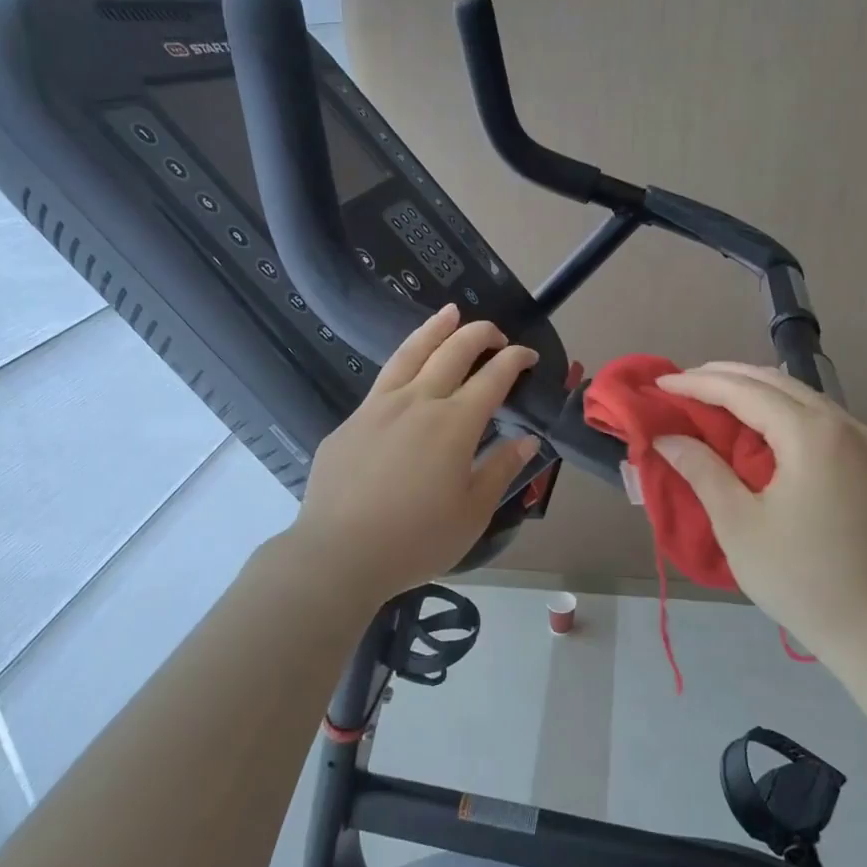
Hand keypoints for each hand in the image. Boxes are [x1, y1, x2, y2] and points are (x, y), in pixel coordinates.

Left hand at [284, 303, 539, 602]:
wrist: (339, 554)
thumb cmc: (416, 539)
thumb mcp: (472, 512)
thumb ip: (500, 470)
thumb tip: (527, 440)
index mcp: (454, 423)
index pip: (492, 377)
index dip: (514, 360)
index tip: (527, 355)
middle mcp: (418, 402)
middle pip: (452, 352)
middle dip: (479, 334)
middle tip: (496, 332)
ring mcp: (378, 407)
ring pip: (410, 353)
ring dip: (435, 329)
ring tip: (450, 312)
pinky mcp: (351, 422)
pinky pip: (383, 382)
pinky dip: (403, 364)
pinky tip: (406, 373)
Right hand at [652, 363, 866, 643]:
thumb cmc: (800, 576)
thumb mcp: (738, 523)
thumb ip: (702, 470)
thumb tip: (667, 437)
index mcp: (811, 434)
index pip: (744, 391)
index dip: (698, 383)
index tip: (660, 382)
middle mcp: (843, 424)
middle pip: (775, 382)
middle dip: (725, 376)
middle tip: (683, 382)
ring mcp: (864, 443)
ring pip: (801, 396)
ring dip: (755, 391)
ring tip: (713, 397)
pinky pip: (819, 418)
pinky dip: (781, 410)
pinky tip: (759, 426)